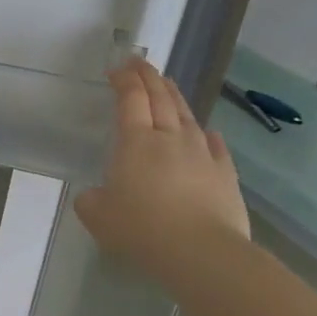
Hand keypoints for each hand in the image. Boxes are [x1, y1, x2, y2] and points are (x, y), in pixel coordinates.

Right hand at [75, 60, 249, 288]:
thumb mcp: (97, 216)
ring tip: (168, 86)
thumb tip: (96, 195)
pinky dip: (207, 134)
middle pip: (160, 98)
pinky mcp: (225, 174)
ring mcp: (202, 154)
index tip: (117, 68)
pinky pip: (215, 146)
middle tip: (140, 63)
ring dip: (175, 97)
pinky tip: (207, 132)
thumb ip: (91, 199)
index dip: (123, 80)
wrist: (202, 252)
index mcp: (135, 142)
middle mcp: (170, 138)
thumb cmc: (142, 229)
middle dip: (148, 77)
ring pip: (187, 116)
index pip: (130, 99)